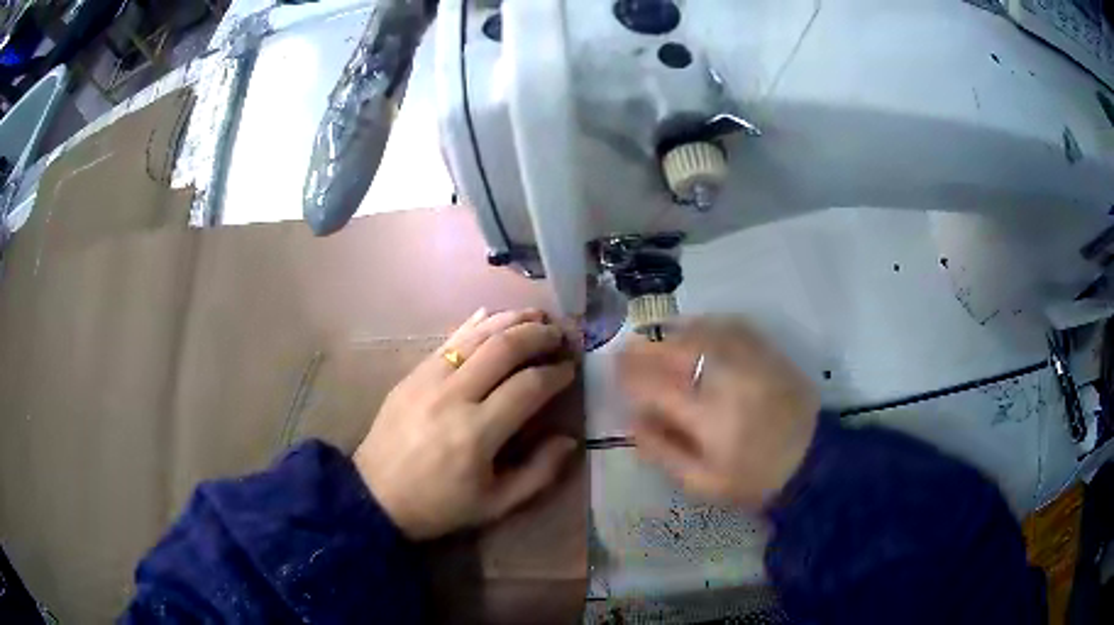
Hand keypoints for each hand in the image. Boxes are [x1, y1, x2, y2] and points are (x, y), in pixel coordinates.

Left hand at [354, 309, 577, 539]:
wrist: (375, 495)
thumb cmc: (439, 505)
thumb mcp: (496, 504)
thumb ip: (539, 473)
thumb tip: (569, 439)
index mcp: (477, 433)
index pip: (528, 387)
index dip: (556, 374)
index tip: (571, 369)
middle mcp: (454, 396)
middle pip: (504, 348)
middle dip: (539, 335)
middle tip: (560, 335)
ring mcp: (428, 379)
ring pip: (476, 335)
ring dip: (511, 320)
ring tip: (537, 315)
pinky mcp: (412, 374)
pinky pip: (449, 340)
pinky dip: (476, 324)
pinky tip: (494, 315)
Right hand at [617, 318, 819, 509]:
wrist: (814, 461)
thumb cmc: (754, 479)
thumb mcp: (703, 483)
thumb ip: (664, 452)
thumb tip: (632, 421)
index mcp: (710, 418)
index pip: (657, 387)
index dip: (630, 376)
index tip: (613, 370)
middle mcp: (729, 380)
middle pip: (678, 350)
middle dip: (645, 347)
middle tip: (627, 349)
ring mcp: (753, 361)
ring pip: (704, 331)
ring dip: (674, 332)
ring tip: (656, 338)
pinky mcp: (771, 353)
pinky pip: (733, 326)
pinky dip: (708, 324)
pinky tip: (696, 330)